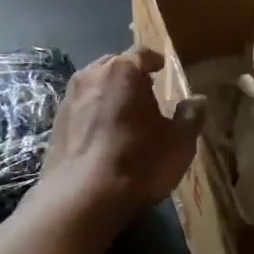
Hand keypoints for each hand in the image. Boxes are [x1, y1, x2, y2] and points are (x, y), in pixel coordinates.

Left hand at [36, 48, 202, 232]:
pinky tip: (103, 135)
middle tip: (147, 91)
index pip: (142, 54)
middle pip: (115, 65)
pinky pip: (81, 107)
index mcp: (123, 70)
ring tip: (125, 114)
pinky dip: (94, 113)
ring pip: (95, 86)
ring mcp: (69, 98)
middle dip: (130, 75)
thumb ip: (191, 116)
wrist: (80, 199)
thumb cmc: (137, 163)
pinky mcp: (56, 123)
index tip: (164, 70)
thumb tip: (198, 100)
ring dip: (110, 93)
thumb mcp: (179, 143)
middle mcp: (92, 75)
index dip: (155, 61)